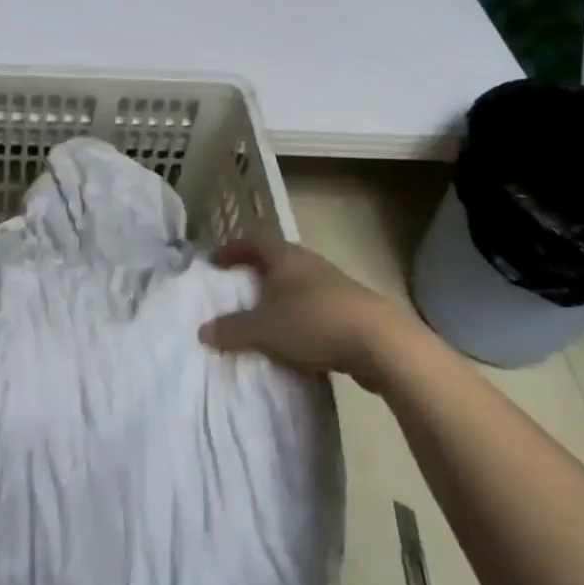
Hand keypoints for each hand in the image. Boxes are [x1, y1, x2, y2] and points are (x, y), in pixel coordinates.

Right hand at [201, 237, 423, 389]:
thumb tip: (203, 331)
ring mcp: (333, 286)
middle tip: (235, 294)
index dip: (232, 250)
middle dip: (255, 276)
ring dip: (278, 300)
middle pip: (276, 262)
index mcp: (285, 256)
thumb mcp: (263, 328)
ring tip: (262, 321)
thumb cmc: (313, 321)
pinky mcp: (350, 310)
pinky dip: (298, 321)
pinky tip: (293, 343)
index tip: (214, 264)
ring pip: (296, 287)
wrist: (380, 342)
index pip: (253, 241)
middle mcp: (308, 264)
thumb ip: (231, 329)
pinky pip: (314, 310)